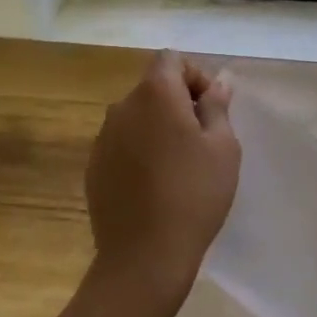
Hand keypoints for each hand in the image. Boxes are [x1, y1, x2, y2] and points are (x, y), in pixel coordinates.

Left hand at [83, 50, 239, 304]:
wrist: (143, 256)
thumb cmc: (194, 194)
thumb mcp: (223, 147)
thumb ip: (217, 105)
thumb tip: (218, 81)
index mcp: (155, 94)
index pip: (171, 59)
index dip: (195, 75)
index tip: (211, 108)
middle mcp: (122, 107)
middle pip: (153, 87)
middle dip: (179, 102)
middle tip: (203, 139)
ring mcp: (103, 138)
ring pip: (137, 117)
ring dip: (158, 127)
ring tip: (179, 165)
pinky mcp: (93, 167)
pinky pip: (122, 144)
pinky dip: (139, 151)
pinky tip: (155, 185)